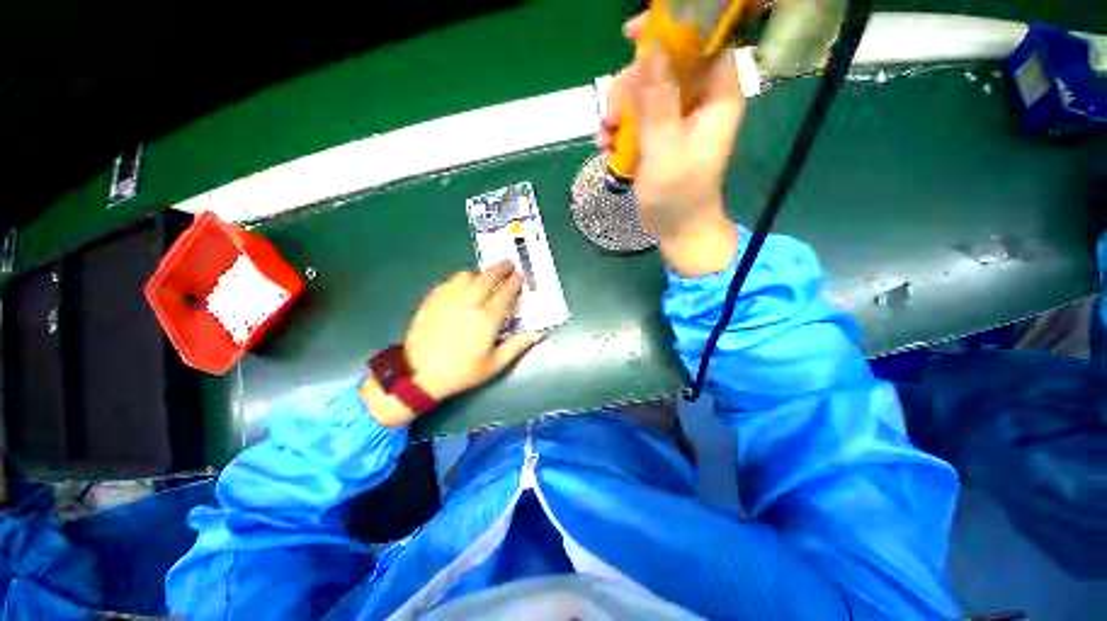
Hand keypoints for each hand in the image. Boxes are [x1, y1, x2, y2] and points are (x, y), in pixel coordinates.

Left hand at [363, 261, 541, 426]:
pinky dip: (461, 280)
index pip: (505, 293)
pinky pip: (450, 281)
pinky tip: (463, 288)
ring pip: (467, 275)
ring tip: (484, 279)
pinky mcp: (432, 299)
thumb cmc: (462, 371)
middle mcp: (469, 303)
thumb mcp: (495, 365)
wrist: (419, 374)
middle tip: (508, 264)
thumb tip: (538, 333)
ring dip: (480, 274)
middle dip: (501, 268)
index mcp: (487, 319)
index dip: (515, 282)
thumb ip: (517, 345)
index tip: (520, 276)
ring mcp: (448, 298)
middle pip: (488, 277)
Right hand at [600, 14, 743, 275]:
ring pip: (644, 89)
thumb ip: (658, 103)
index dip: (670, 31)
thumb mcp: (664, 151)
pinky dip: (618, 127)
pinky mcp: (660, 133)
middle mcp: (698, 99)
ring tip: (607, 138)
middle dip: (631, 84)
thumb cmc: (678, 196)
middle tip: (612, 116)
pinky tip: (607, 145)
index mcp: (715, 95)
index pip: (700, 41)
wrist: (677, 228)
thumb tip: (651, 47)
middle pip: (663, 64)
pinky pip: (636, 114)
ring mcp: (677, 116)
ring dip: (619, 110)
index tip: (632, 36)